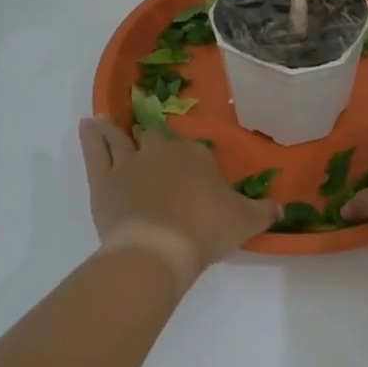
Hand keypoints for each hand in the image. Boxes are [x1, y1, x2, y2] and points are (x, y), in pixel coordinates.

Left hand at [78, 119, 280, 282]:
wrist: (159, 248)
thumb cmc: (205, 229)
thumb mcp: (244, 221)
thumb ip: (264, 213)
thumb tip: (282, 209)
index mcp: (195, 156)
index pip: (194, 152)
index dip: (193, 164)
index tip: (194, 178)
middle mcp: (161, 151)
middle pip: (156, 138)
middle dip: (153, 141)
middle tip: (151, 149)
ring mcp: (129, 163)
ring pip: (121, 138)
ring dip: (114, 129)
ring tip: (104, 119)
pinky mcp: (104, 180)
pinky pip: (95, 152)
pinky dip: (90, 138)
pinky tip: (85, 124)